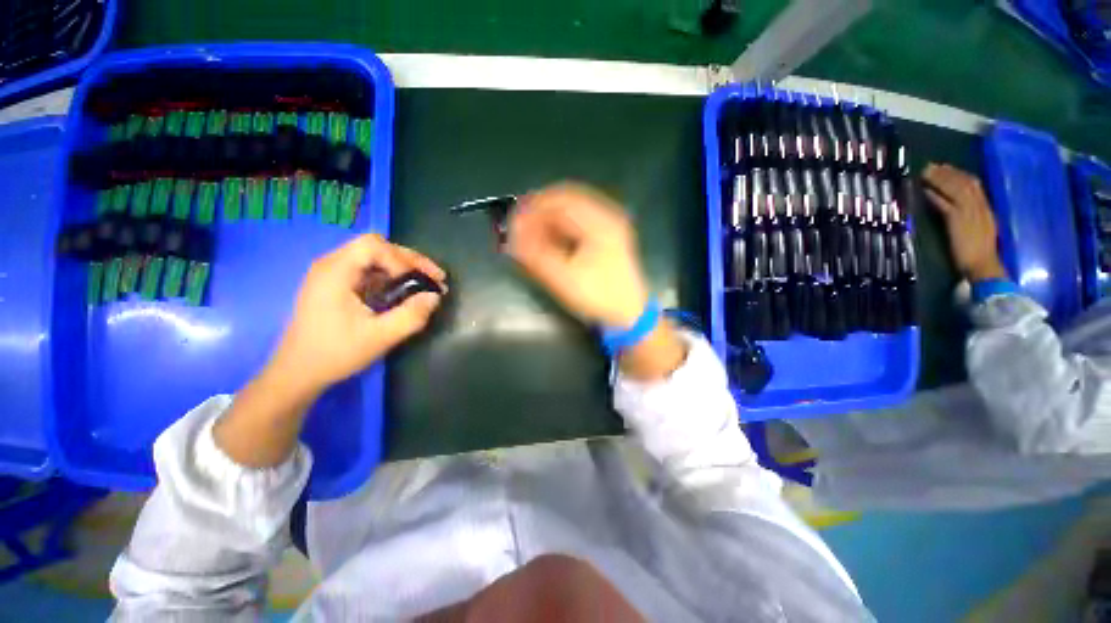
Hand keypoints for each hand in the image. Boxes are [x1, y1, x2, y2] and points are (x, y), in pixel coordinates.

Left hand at [269, 234, 446, 396]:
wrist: (298, 373)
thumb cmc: (335, 353)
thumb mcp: (380, 337)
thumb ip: (411, 315)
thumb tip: (435, 296)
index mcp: (335, 271)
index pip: (374, 245)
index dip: (402, 259)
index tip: (419, 283)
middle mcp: (331, 264)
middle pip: (377, 246)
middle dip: (410, 260)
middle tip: (436, 278)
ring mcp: (332, 273)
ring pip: (375, 256)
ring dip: (403, 267)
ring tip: (424, 283)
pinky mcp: (335, 284)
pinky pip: (368, 269)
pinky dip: (391, 275)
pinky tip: (403, 291)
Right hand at [507, 183, 648, 326]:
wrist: (629, 315)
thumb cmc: (598, 297)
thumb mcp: (564, 278)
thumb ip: (536, 256)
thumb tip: (512, 237)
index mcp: (600, 222)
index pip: (560, 200)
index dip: (533, 207)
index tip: (514, 220)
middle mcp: (607, 216)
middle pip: (566, 201)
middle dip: (540, 212)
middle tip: (519, 228)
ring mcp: (610, 226)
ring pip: (572, 211)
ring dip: (549, 220)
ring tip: (531, 235)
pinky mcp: (608, 237)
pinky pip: (579, 222)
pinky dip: (561, 228)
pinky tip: (549, 240)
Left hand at [922, 163, 1007, 282]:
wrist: (984, 265)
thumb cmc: (981, 252)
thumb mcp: (982, 228)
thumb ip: (974, 216)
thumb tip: (960, 207)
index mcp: (987, 209)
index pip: (975, 185)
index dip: (960, 174)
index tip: (947, 167)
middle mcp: (980, 207)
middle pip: (964, 183)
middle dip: (948, 173)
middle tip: (932, 165)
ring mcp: (969, 213)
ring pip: (954, 190)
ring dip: (939, 180)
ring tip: (925, 173)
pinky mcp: (958, 222)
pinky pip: (945, 204)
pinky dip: (935, 196)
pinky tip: (924, 190)